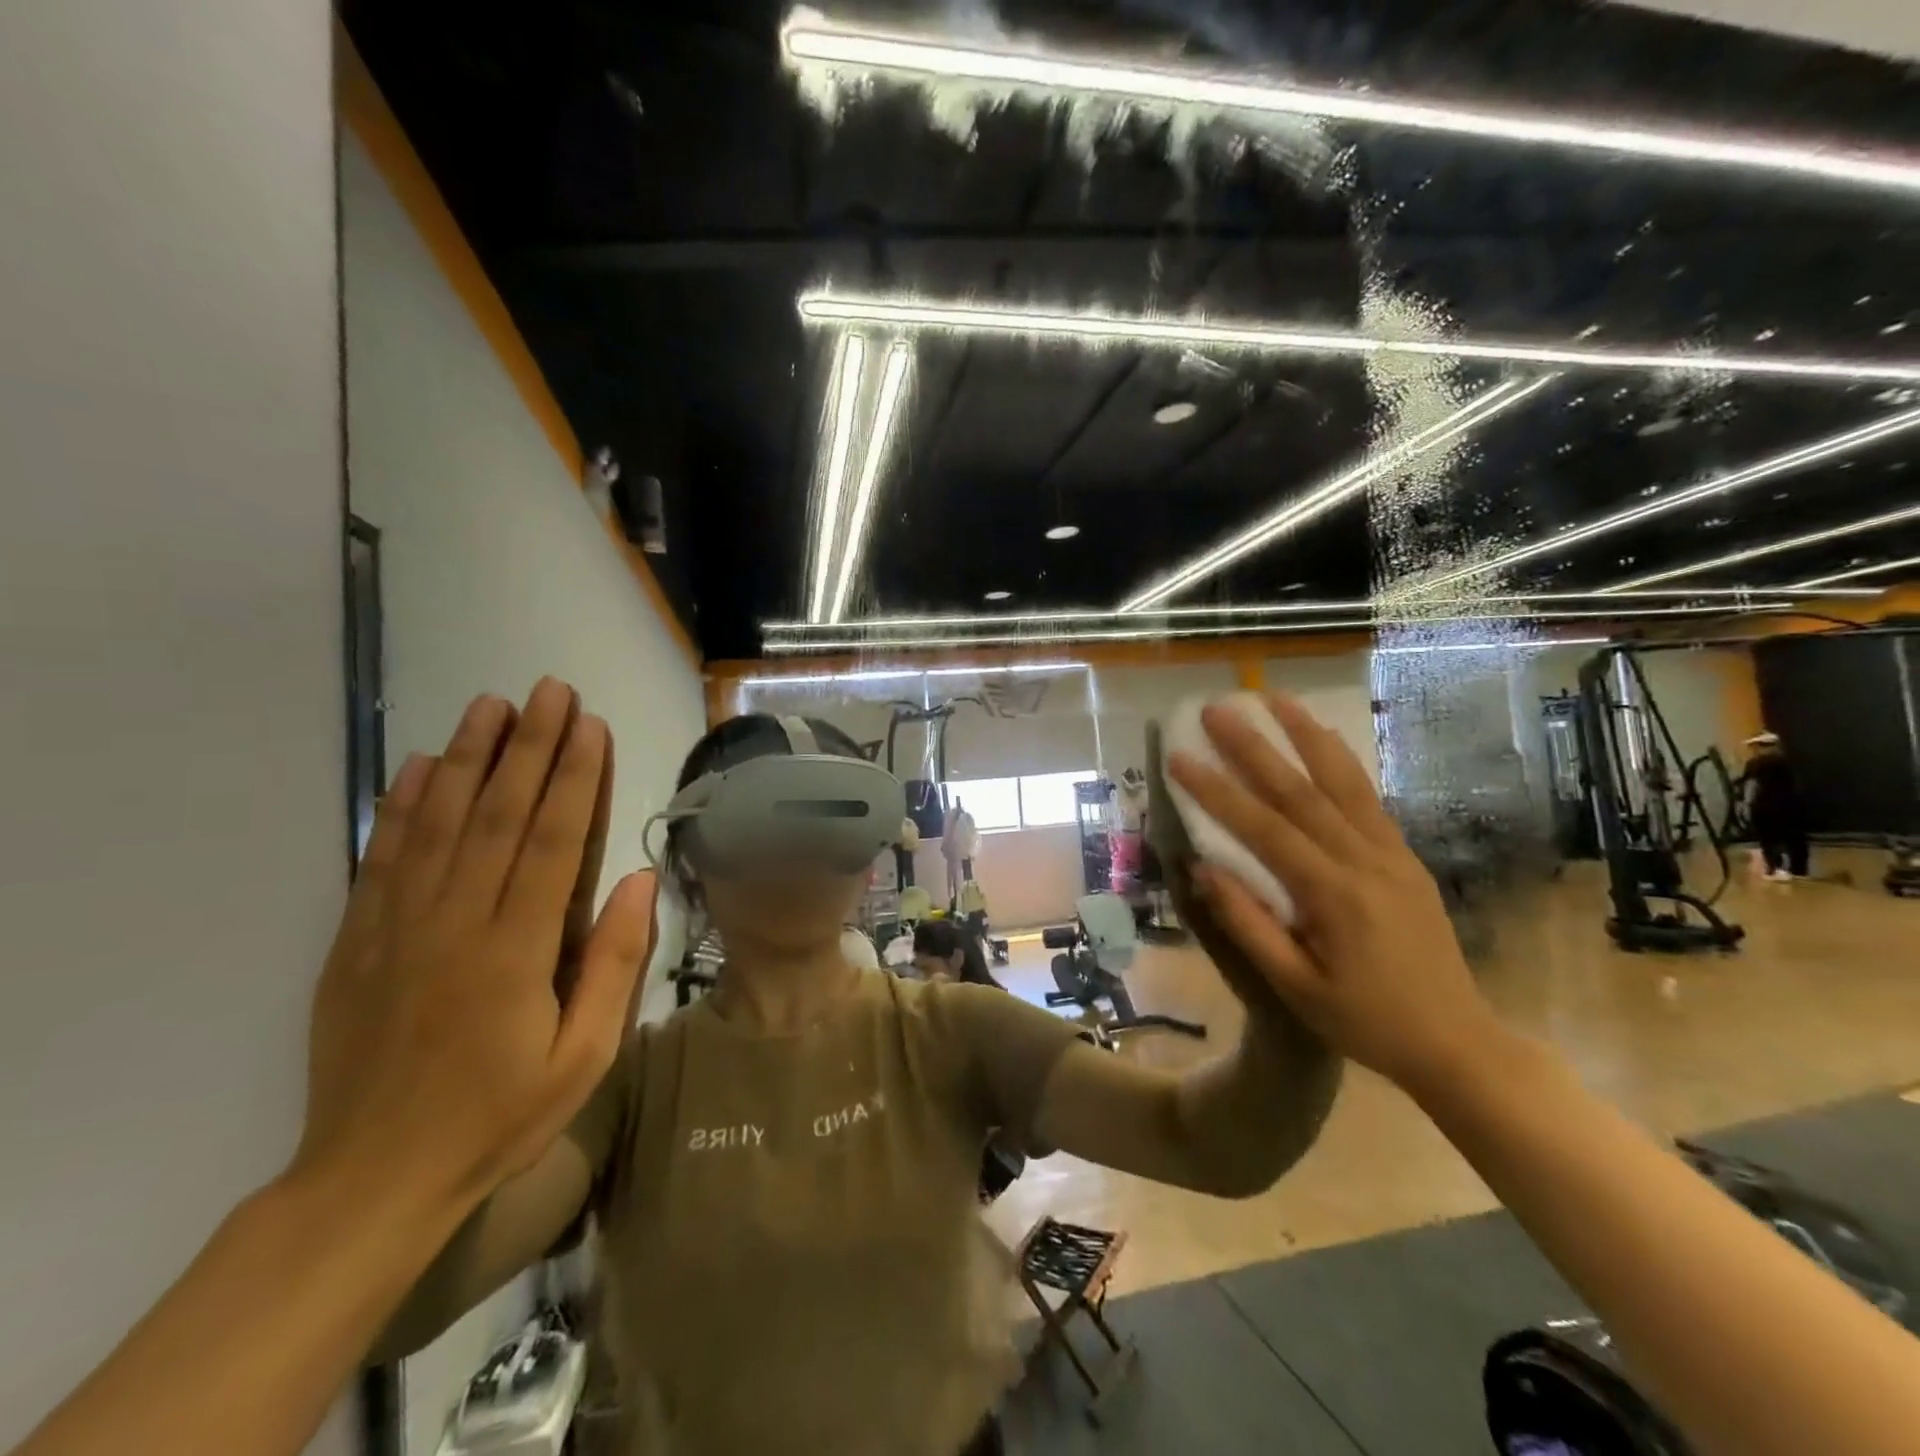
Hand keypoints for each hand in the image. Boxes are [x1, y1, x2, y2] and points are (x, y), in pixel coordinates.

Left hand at [297, 678, 656, 1209]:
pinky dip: (400, 806)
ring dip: (467, 757)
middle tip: (550, 691)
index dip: (575, 777)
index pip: (551, 841)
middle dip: (529, 747)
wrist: (373, 1179)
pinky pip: (381, 858)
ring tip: (491, 705)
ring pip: (436, 823)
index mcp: (516, 951)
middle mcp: (455, 923)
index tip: (591, 725)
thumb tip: (636, 880)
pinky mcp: (358, 942)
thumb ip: (614, 964)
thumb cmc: (500, 1116)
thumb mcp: (585, 1057)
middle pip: (496, 815)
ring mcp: (398, 928)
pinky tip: (418, 766)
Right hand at [1168, 694, 1501, 1091]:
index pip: (1263, 828)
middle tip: (1217, 709)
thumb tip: (1203, 868)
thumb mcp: (1296, 987)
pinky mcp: (1404, 856)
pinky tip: (1322, 739)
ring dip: (1306, 734)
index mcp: (1333, 894)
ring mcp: (1390, 853)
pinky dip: (1341, 761)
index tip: (1180, 756)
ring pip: (1344, 780)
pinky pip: (1368, 797)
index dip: (1216, 790)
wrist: (1458, 1043)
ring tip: (1275, 698)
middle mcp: (1364, 860)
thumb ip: (1248, 924)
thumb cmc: (1366, 1022)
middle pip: (1302, 789)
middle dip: (1254, 745)